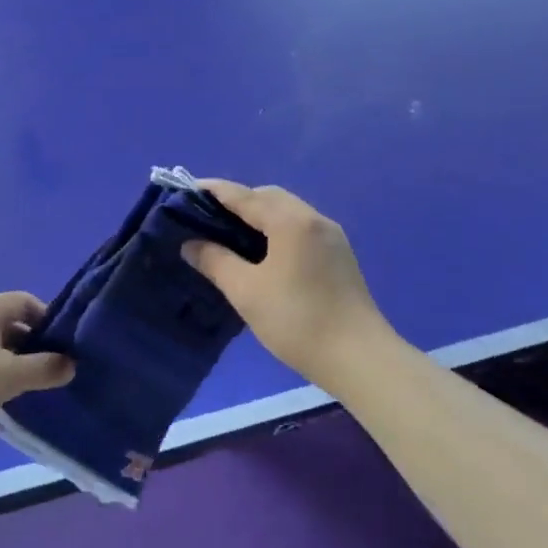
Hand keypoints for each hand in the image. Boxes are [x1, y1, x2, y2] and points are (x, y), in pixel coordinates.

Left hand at [0, 293, 74, 445]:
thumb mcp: (9, 375)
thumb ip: (44, 368)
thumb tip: (71, 363)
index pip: (26, 302)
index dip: (48, 320)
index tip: (65, 346)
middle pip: (13, 325)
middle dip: (34, 346)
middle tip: (55, 370)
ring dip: (16, 364)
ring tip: (34, 388)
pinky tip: (4, 399)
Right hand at [181, 181, 391, 393]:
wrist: (360, 359)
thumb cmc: (298, 321)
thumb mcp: (246, 292)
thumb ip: (215, 261)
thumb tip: (191, 244)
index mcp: (290, 221)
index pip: (244, 196)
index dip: (213, 191)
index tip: (187, 189)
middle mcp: (313, 218)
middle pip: (268, 196)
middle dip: (238, 201)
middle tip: (208, 217)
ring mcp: (331, 236)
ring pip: (287, 211)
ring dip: (259, 215)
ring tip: (231, 234)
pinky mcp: (339, 255)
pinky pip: (300, 227)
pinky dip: (277, 228)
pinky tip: (264, 252)